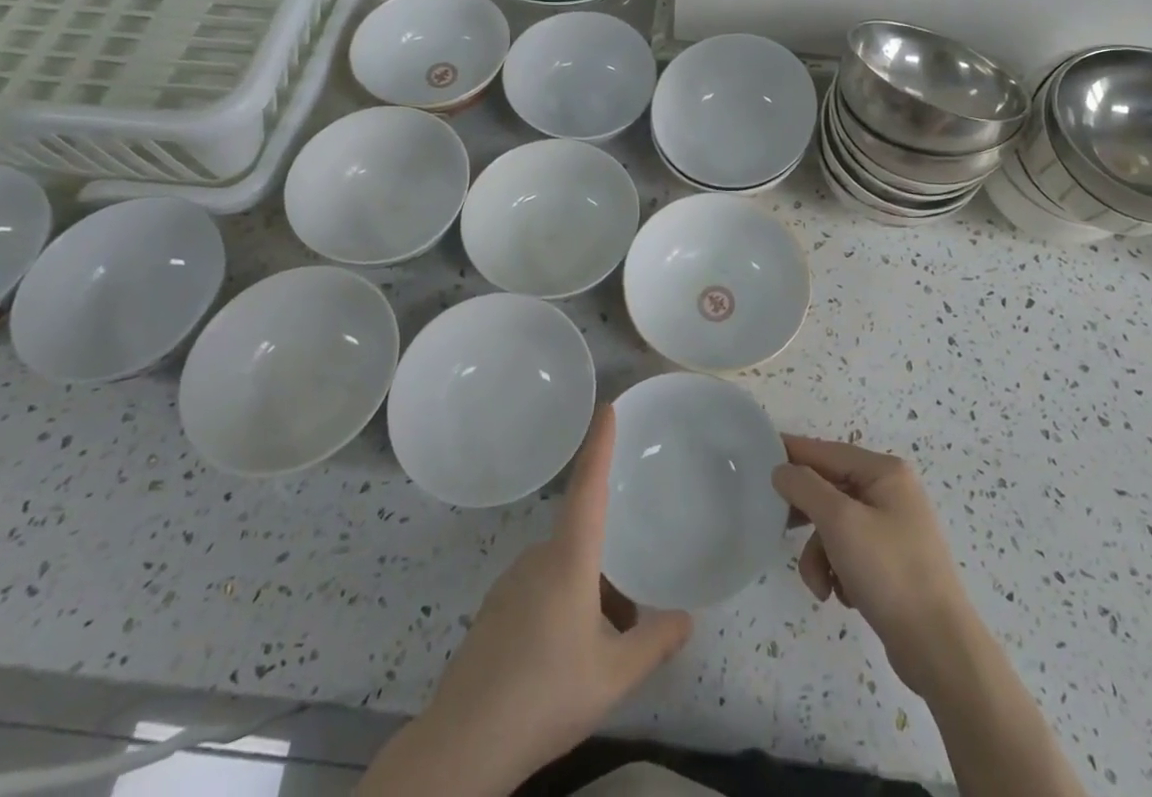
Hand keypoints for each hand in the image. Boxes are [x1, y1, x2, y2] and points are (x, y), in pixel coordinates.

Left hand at [364, 407, 692, 795]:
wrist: (463, 743)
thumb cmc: (545, 696)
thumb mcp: (613, 676)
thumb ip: (654, 643)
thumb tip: (688, 619)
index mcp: (568, 559)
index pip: (588, 487)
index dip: (599, 445)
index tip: (608, 408)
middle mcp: (537, 558)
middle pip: (583, 541)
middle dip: (610, 571)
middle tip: (633, 615)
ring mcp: (511, 583)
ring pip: (563, 571)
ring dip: (589, 595)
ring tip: (605, 647)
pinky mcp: (494, 610)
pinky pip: (540, 590)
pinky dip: (564, 608)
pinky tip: (566, 658)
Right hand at [773, 436, 979, 696]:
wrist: (939, 650)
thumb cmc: (889, 572)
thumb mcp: (840, 521)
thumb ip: (805, 487)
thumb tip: (782, 469)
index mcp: (885, 472)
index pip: (826, 451)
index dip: (791, 452)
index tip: (757, 455)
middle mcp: (891, 492)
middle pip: (829, 490)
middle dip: (806, 517)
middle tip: (778, 528)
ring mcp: (893, 529)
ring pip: (835, 526)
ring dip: (819, 554)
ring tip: (821, 585)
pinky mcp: (891, 563)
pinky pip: (849, 552)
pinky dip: (838, 571)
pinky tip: (843, 596)